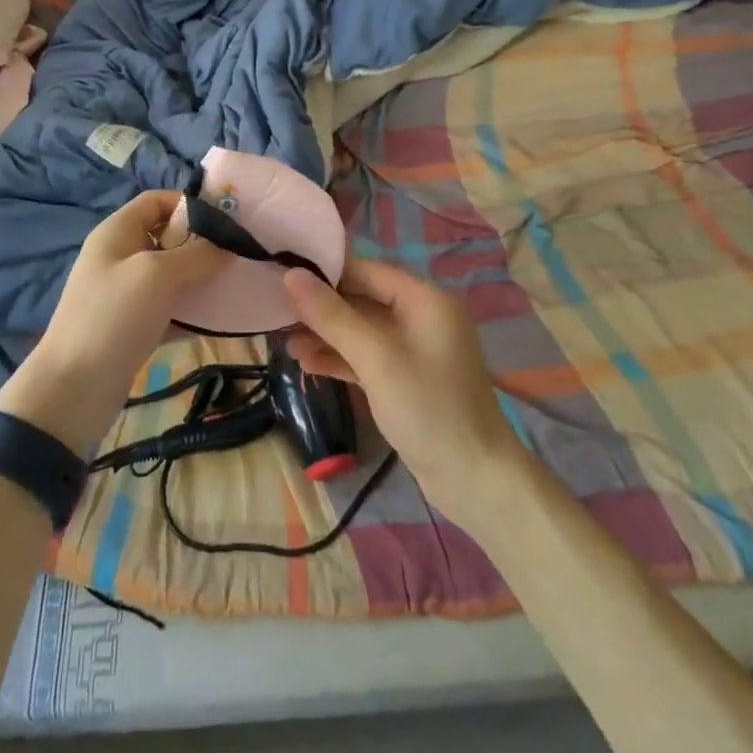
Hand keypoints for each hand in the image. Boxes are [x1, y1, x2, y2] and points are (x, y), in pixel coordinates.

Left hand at [0, 191, 223, 455]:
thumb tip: (227, 246)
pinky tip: (220, 319)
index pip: (156, 201)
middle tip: (238, 256)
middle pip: (167, 236)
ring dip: (201, 278)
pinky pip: (169, 308)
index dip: (190, 204)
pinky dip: (192, 311)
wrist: (74, 389)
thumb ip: (197, 254)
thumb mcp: (157, 275)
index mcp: (117, 232)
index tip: (227, 221)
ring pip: (171, 274)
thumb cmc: (113, 317)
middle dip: (202, 244)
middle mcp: (120, 256)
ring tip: (235, 286)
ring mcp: (125, 293)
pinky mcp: (133, 326)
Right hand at [283, 257, 528, 530]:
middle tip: (276, 314)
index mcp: (423, 299)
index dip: (324, 273)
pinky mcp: (405, 379)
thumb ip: (332, 316)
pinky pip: (366, 357)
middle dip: (320, 308)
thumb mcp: (376, 359)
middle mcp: (420, 317)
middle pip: (360, 299)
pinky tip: (307, 363)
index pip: (365, 270)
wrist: (476, 482)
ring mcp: (413, 350)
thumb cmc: (429, 409)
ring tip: (283, 343)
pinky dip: (340, 358)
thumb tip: (290, 275)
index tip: (281, 277)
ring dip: (325, 336)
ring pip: (360, 330)